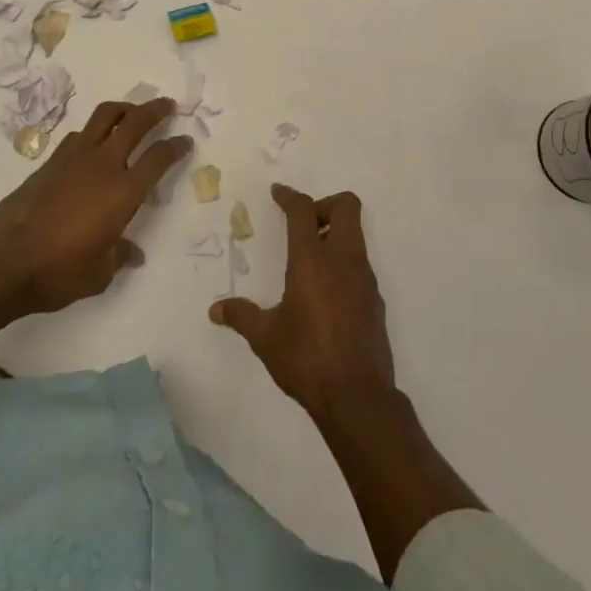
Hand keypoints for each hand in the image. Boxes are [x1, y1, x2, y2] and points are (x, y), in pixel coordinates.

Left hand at [0, 95, 192, 317]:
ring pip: (104, 116)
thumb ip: (120, 255)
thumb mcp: (100, 273)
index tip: (185, 141)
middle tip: (167, 106)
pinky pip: (79, 135)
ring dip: (124, 109)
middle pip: (136, 122)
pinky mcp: (50, 162)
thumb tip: (133, 254)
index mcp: (123, 192)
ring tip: (131, 112)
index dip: (176, 146)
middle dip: (155, 110)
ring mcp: (74, 159)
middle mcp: (103, 166)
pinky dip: (93, 131)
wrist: (4, 264)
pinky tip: (93, 143)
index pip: (159, 158)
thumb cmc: (60, 272)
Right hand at [210, 183, 397, 427]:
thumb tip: (215, 309)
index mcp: (312, 261)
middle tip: (302, 226)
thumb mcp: (265, 338)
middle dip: (324, 204)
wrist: (357, 396)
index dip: (290, 196)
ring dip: (334, 234)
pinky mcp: (375, 298)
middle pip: (346, 206)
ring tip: (309, 261)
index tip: (278, 193)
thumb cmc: (306, 360)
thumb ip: (241, 316)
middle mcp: (343, 260)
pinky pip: (360, 263)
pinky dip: (344, 262)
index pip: (303, 210)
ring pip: (356, 234)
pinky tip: (326, 292)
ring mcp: (364, 278)